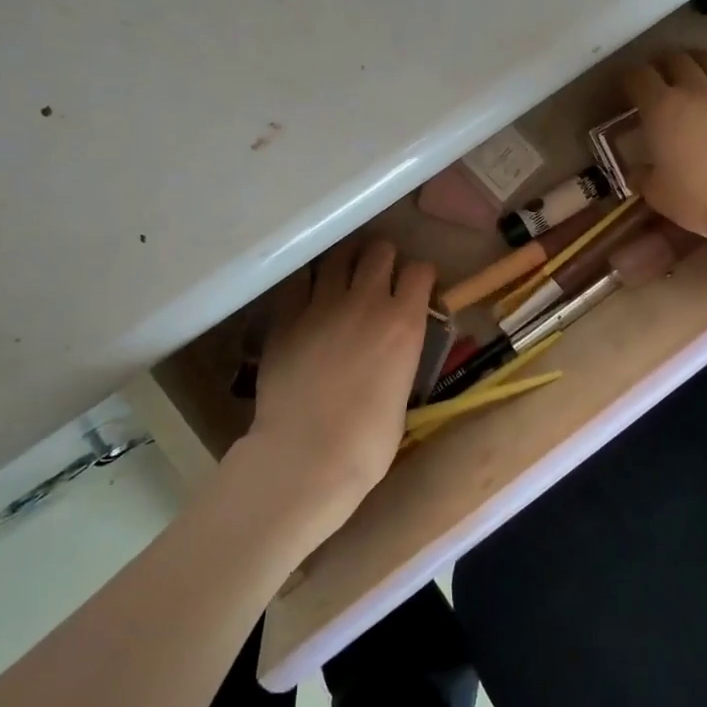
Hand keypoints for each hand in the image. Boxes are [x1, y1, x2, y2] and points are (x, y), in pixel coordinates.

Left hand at [242, 237, 435, 538]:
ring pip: (338, 255)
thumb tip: (392, 349)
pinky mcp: (286, 317)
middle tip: (378, 277)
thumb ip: (400, 355)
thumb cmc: (368, 442)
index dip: (419, 276)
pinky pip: (298, 281)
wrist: (307, 455)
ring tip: (343, 276)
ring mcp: (322, 304)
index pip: (420, 271)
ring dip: (346, 261)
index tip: (416, 288)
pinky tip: (307, 295)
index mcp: (404, 323)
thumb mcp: (402, 391)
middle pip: (379, 251)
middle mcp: (366, 302)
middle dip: (383, 259)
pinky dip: (308, 282)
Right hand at [625, 47, 706, 252]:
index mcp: (662, 109)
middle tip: (659, 73)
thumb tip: (638, 172)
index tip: (626, 85)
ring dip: (699, 58)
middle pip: (676, 60)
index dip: (630, 77)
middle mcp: (696, 89)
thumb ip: (645, 178)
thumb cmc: (702, 200)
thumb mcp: (659, 196)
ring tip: (694, 63)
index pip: (639, 78)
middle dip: (663, 63)